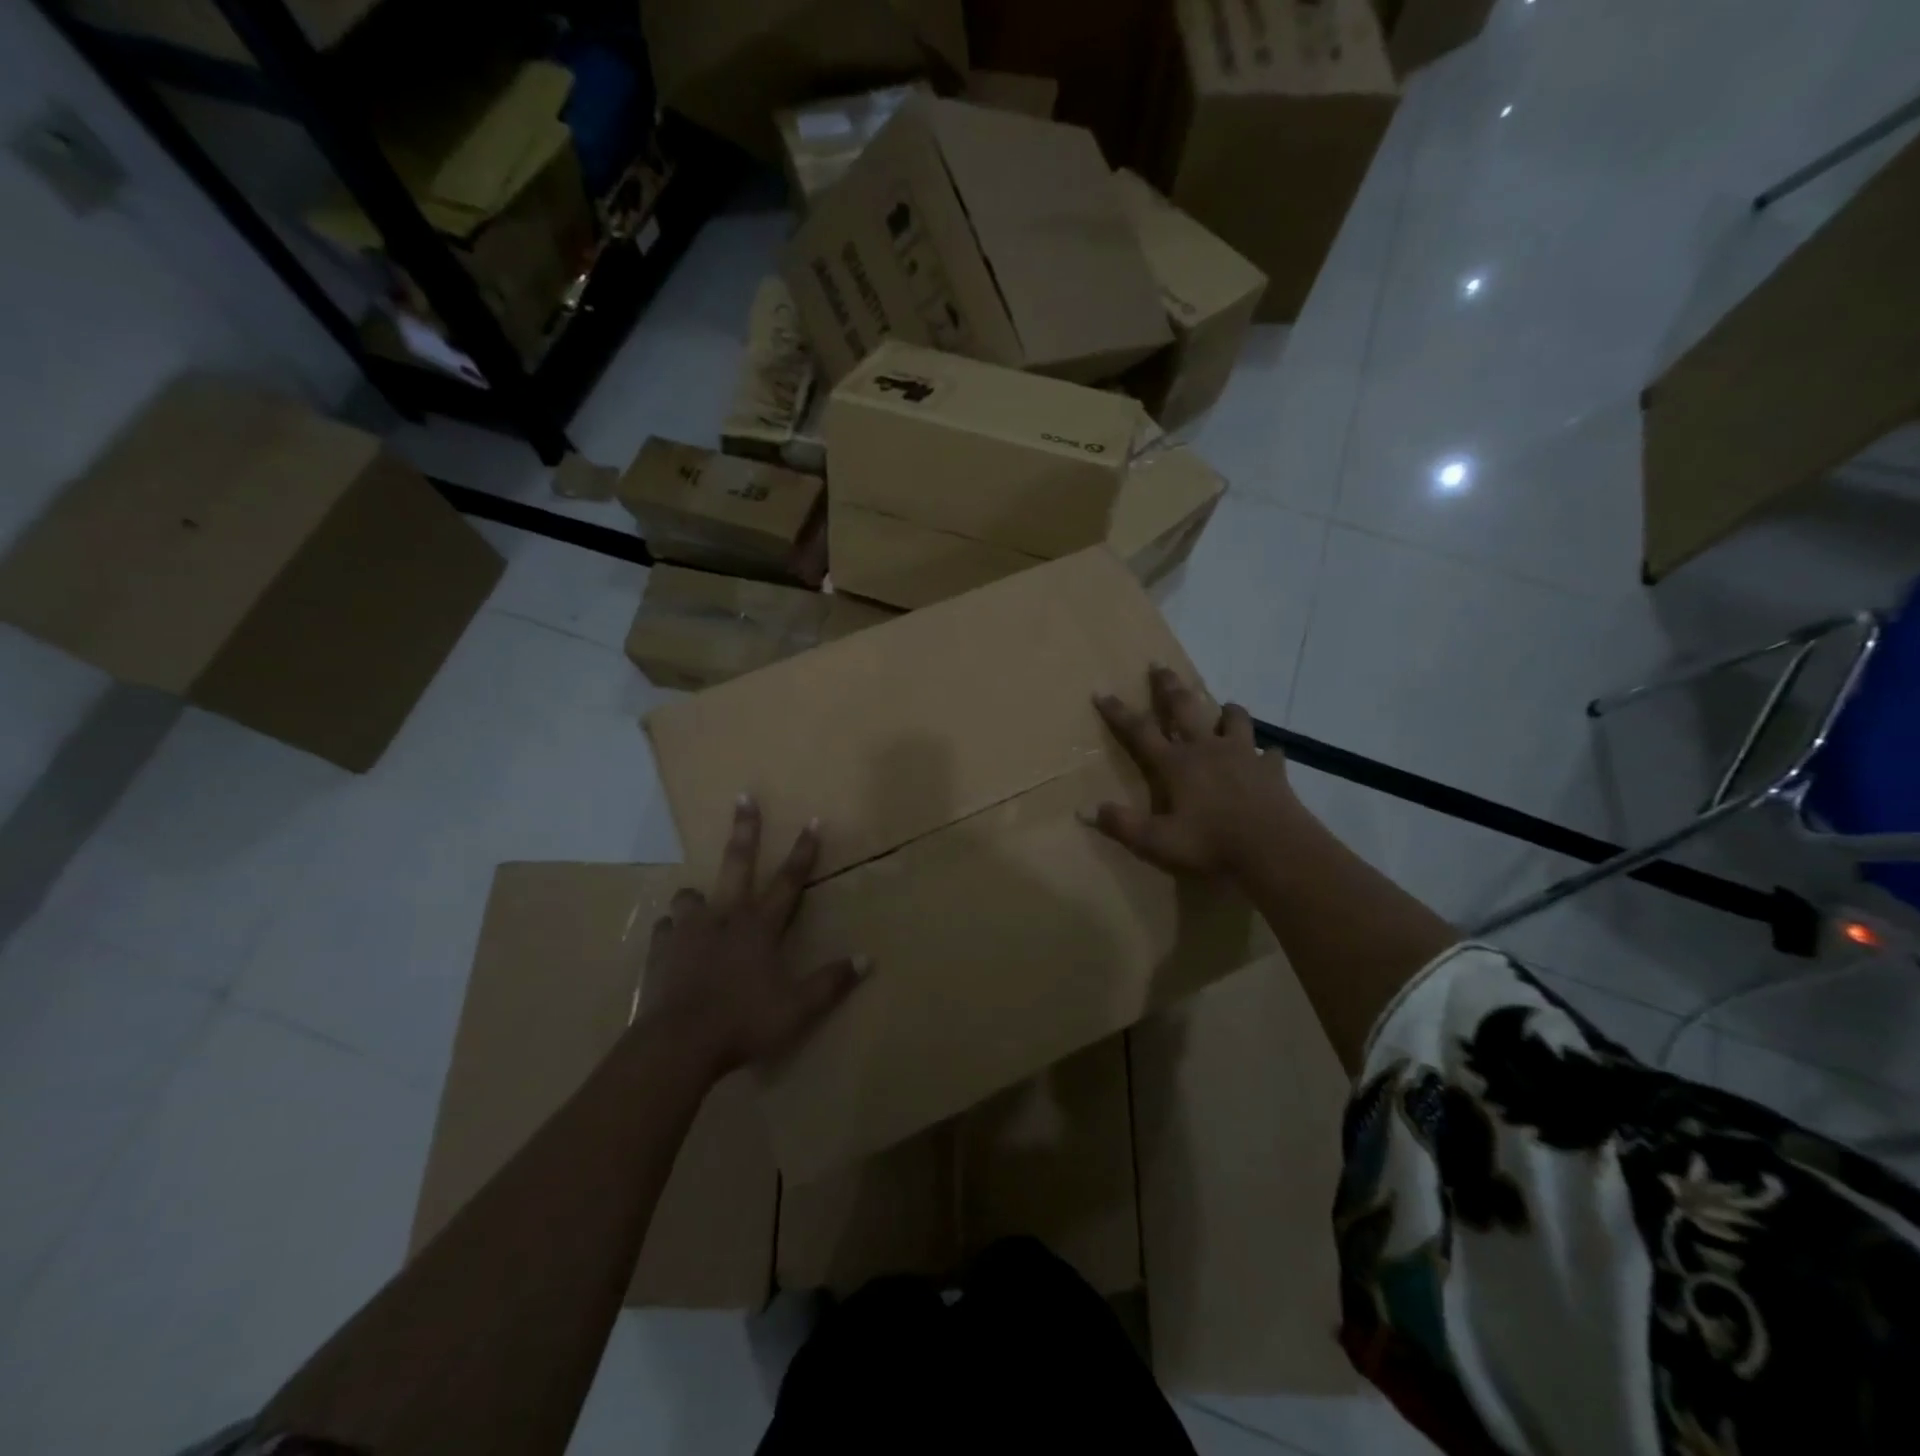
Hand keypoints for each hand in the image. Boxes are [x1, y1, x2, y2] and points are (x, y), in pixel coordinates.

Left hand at [640, 796, 867, 1077]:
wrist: (678, 1043)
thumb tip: (868, 959)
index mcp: (759, 926)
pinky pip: (666, 929)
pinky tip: (674, 941)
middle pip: (737, 863)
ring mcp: (688, 931)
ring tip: (700, 900)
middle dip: (745, 829)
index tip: (812, 821)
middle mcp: (724, 917)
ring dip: (699, 895)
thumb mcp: (797, 1008)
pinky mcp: (660, 950)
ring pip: (692, 895)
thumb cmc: (744, 1022)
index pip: (788, 881)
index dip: (803, 851)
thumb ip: (832, 982)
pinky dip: (673, 931)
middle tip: (744, 797)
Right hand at [1084, 664, 1301, 878]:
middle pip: (1184, 708)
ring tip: (1223, 707)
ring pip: (1233, 719)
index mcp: (1176, 764)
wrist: (1274, 849)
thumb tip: (1087, 811)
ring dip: (1225, 710)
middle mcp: (1207, 749)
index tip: (1101, 692)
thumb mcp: (1158, 842)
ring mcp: (1243, 754)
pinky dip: (1265, 752)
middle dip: (1168, 686)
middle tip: (1159, 665)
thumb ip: (1123, 825)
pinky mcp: (1271, 768)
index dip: (1118, 712)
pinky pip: (1269, 752)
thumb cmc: (1211, 844)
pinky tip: (1266, 756)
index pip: (1140, 731)